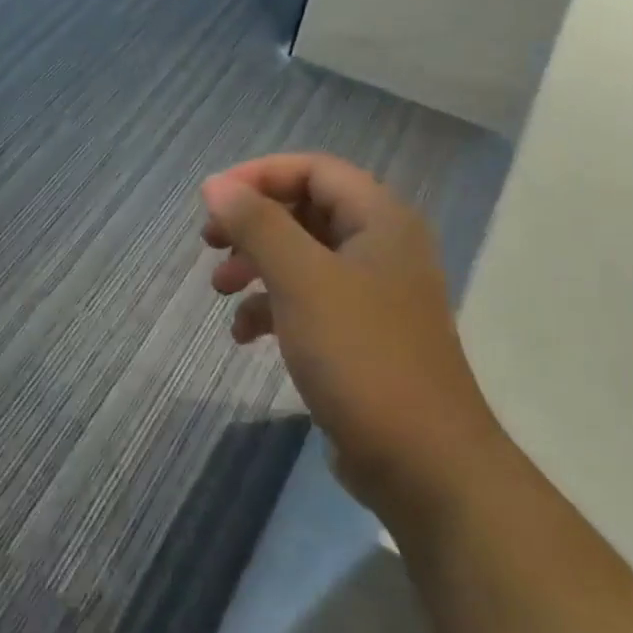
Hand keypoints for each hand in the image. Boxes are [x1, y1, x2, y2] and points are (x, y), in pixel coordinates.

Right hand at [200, 154, 498, 515]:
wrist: (422, 462)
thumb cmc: (361, 355)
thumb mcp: (301, 281)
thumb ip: (257, 225)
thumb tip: (215, 185)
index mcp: (380, 221)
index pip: (314, 170)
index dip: (259, 175)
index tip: (211, 200)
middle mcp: (381, 248)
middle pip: (305, 210)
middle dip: (252, 223)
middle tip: (210, 242)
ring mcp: (372, 295)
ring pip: (301, 257)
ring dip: (256, 265)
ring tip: (220, 289)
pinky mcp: (359, 336)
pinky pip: (306, 301)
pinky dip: (271, 308)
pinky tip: (244, 335)